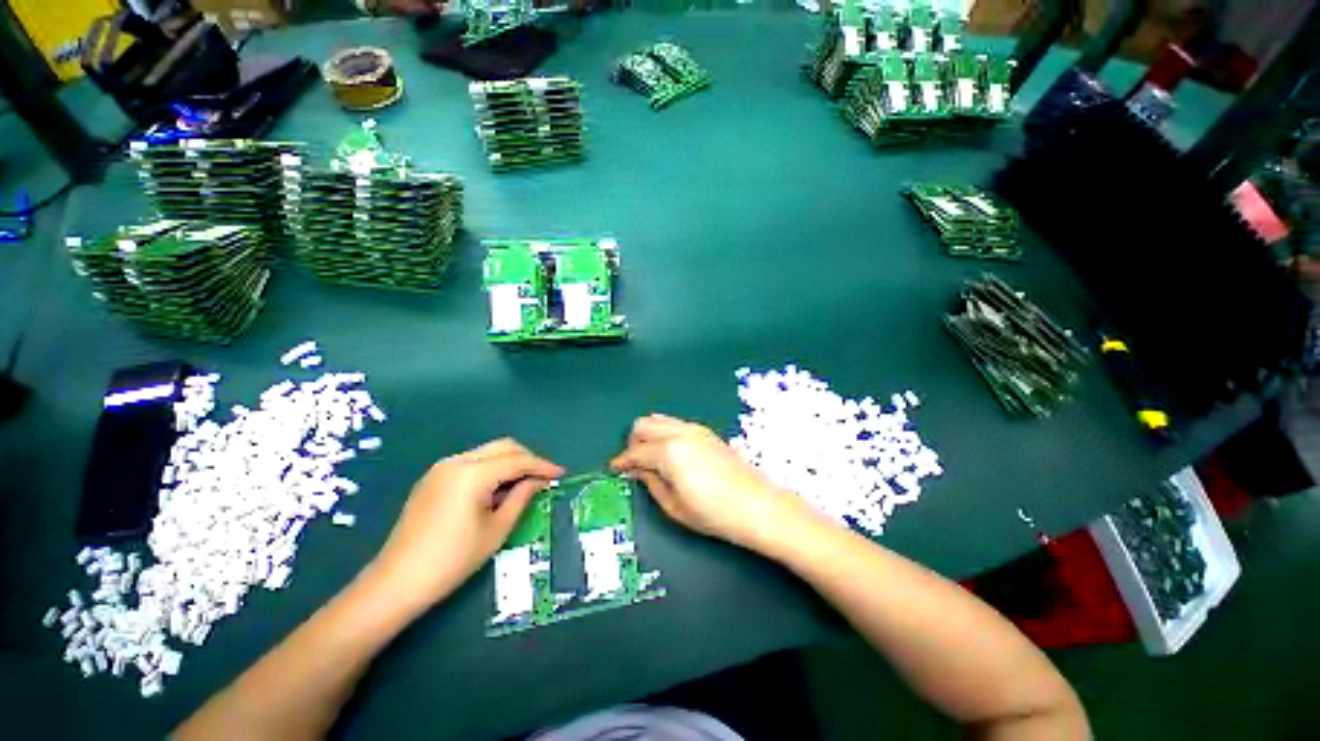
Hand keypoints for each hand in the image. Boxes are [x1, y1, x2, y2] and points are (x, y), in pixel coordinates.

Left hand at [369, 439, 562, 609]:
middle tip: (543, 478)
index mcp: (473, 473)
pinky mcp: (433, 479)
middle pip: (503, 447)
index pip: (517, 460)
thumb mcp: (496, 530)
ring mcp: (441, 468)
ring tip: (523, 485)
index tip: (561, 474)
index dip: (543, 466)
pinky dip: (491, 469)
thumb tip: (540, 481)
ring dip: (509, 463)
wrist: (397, 582)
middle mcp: (457, 461)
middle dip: (527, 458)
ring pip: (487, 452)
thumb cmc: (452, 559)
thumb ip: (522, 497)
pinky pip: (471, 462)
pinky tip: (497, 489)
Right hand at [610, 414, 820, 549]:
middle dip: (633, 442)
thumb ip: (651, 483)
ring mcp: (695, 429)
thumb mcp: (674, 506)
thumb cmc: (713, 513)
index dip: (621, 461)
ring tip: (651, 459)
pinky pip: (676, 424)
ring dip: (649, 435)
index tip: (614, 469)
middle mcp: (680, 432)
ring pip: (660, 419)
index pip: (635, 451)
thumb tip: (636, 470)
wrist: (757, 505)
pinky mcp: (707, 432)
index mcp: (668, 451)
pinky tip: (671, 454)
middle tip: (634, 464)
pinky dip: (665, 434)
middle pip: (644, 424)